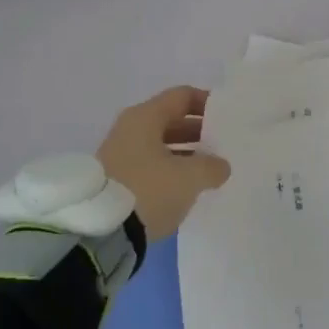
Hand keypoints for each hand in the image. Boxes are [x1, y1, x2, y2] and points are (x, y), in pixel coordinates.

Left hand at [97, 86, 231, 241]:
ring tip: (210, 170)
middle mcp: (130, 129)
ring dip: (186, 154)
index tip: (227, 118)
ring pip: (161, 145)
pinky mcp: (116, 179)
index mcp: (145, 117)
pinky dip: (170, 171)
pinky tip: (187, 188)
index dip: (207, 103)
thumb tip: (220, 166)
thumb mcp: (189, 178)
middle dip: (199, 132)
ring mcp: (120, 154)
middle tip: (223, 146)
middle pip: (171, 120)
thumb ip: (211, 167)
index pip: (182, 96)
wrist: (100, 232)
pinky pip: (151, 165)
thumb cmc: (148, 190)